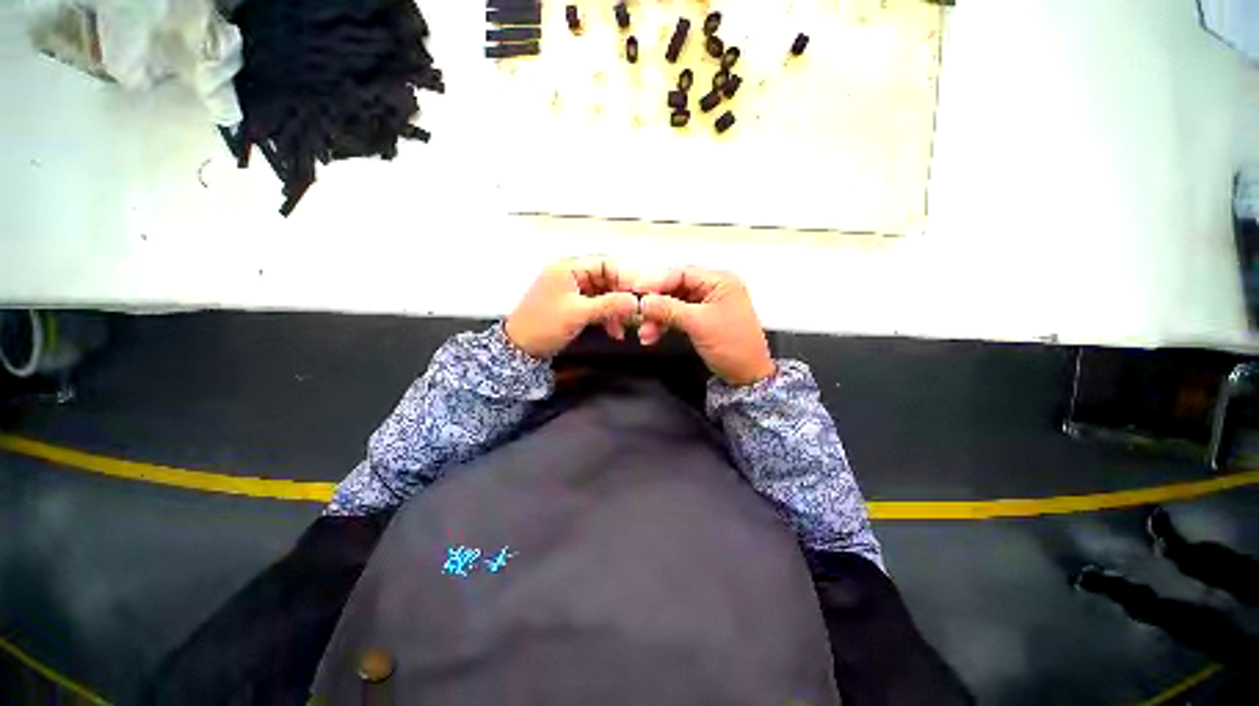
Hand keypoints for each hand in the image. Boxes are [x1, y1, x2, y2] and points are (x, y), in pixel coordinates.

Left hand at [505, 257, 639, 358]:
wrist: (519, 349)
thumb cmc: (545, 325)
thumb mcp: (579, 313)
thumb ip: (609, 305)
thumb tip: (635, 301)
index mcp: (568, 268)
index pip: (605, 264)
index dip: (623, 278)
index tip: (637, 296)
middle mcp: (571, 275)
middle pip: (606, 280)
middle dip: (620, 298)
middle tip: (633, 316)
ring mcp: (571, 291)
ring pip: (603, 295)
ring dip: (614, 311)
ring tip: (621, 329)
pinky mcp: (572, 306)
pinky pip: (595, 306)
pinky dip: (605, 317)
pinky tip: (613, 331)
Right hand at [637, 267, 775, 385]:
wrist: (747, 375)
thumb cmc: (732, 346)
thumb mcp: (698, 324)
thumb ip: (668, 309)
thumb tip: (643, 301)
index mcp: (720, 281)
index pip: (681, 273)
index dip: (657, 282)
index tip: (637, 294)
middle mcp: (714, 288)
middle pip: (675, 288)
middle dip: (656, 304)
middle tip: (640, 317)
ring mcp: (707, 305)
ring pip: (674, 304)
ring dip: (657, 317)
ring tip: (646, 334)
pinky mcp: (702, 319)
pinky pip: (678, 316)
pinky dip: (665, 324)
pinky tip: (653, 335)